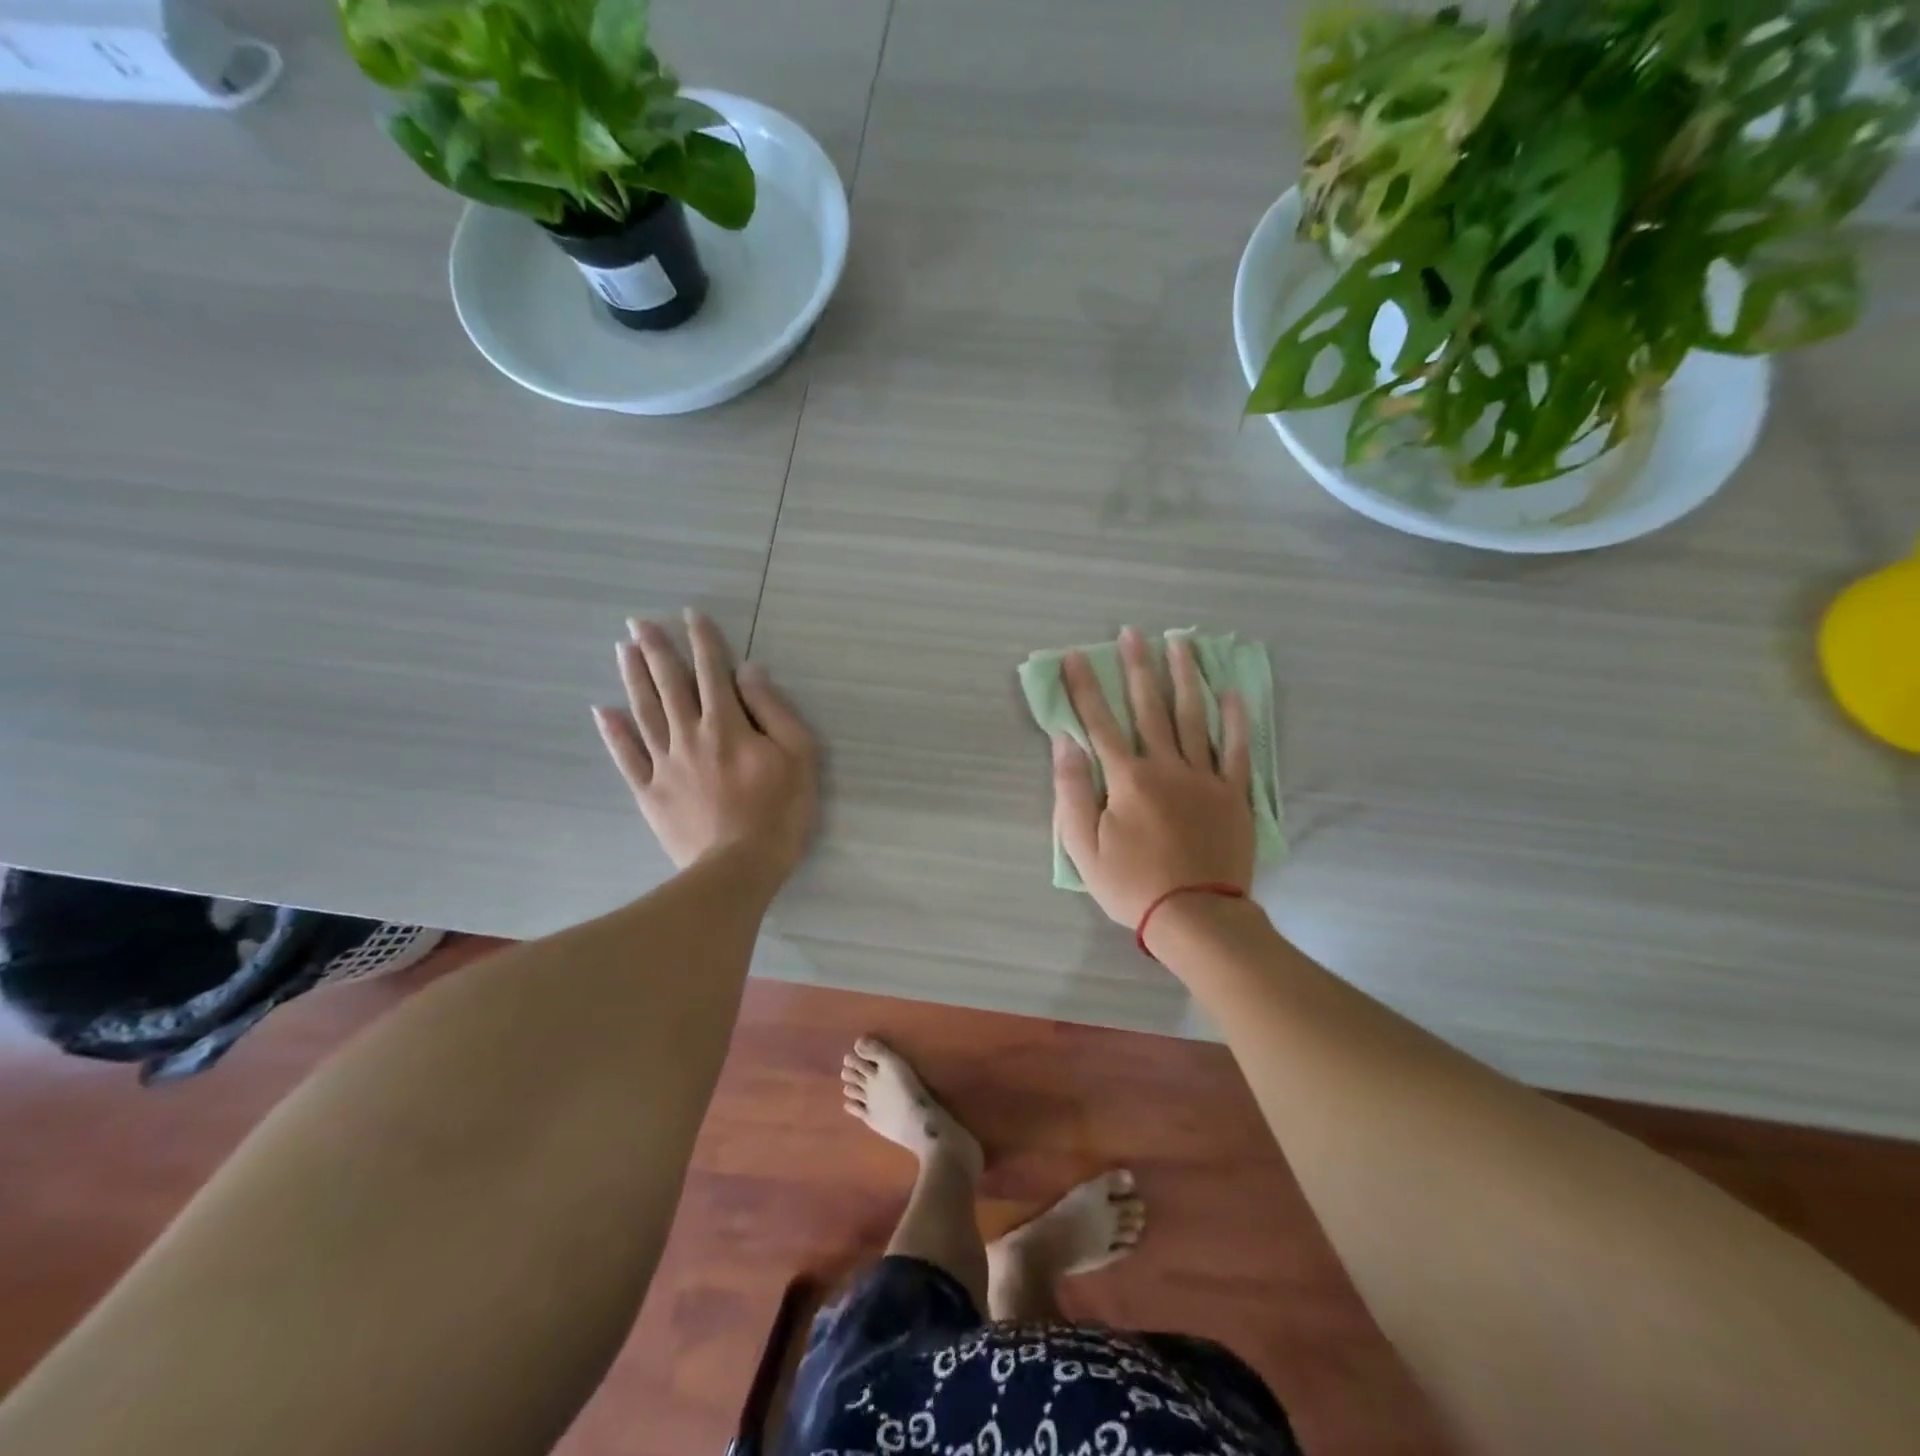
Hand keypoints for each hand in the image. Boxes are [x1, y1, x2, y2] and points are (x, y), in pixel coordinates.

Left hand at [593, 611, 817, 883]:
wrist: (738, 869)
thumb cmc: (779, 812)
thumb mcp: (798, 757)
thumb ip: (774, 711)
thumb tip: (750, 671)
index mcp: (728, 725)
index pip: (714, 672)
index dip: (704, 641)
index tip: (691, 615)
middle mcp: (691, 735)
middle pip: (670, 685)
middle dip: (656, 649)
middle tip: (638, 622)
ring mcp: (665, 764)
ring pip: (645, 712)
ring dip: (633, 678)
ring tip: (622, 650)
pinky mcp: (650, 792)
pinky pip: (627, 757)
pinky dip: (614, 733)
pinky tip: (603, 711)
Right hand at [1052, 627, 1253, 931]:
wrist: (1196, 916)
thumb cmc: (1131, 884)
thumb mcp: (1083, 846)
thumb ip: (1072, 791)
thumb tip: (1064, 743)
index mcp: (1128, 778)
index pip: (1099, 723)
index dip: (1085, 688)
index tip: (1075, 656)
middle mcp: (1167, 766)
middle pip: (1149, 708)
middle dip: (1137, 668)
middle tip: (1132, 632)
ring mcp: (1205, 777)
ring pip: (1194, 717)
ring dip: (1184, 677)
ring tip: (1180, 642)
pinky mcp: (1233, 794)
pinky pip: (1238, 749)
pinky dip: (1236, 719)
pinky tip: (1231, 692)